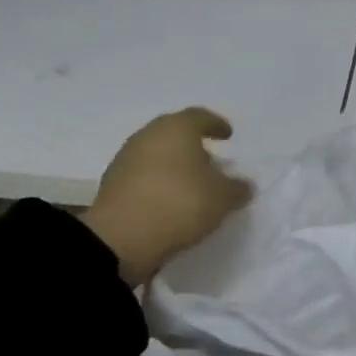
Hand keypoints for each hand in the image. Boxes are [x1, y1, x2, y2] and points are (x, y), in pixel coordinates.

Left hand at [81, 108, 252, 285]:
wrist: (120, 239)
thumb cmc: (179, 204)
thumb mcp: (222, 198)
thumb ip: (236, 188)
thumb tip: (244, 185)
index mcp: (177, 128)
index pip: (200, 117)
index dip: (216, 124)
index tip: (228, 135)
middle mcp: (148, 135)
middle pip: (175, 132)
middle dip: (194, 144)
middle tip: (211, 159)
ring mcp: (126, 158)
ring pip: (157, 153)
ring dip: (174, 163)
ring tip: (191, 183)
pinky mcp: (112, 184)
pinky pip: (143, 174)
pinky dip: (158, 180)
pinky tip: (170, 198)